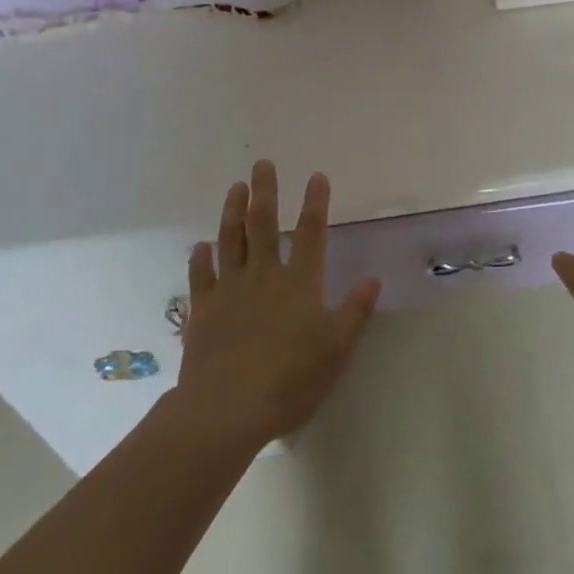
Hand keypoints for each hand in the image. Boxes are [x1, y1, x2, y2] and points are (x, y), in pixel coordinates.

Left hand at [175, 161, 381, 451]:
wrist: (226, 410)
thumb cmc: (289, 380)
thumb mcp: (336, 350)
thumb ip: (354, 312)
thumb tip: (373, 279)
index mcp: (299, 283)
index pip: (312, 233)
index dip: (316, 202)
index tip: (317, 176)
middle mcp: (264, 276)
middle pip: (264, 224)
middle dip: (265, 191)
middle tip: (262, 164)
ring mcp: (229, 290)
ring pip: (230, 240)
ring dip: (232, 211)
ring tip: (235, 187)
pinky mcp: (202, 310)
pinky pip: (200, 276)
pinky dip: (200, 258)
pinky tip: (200, 246)